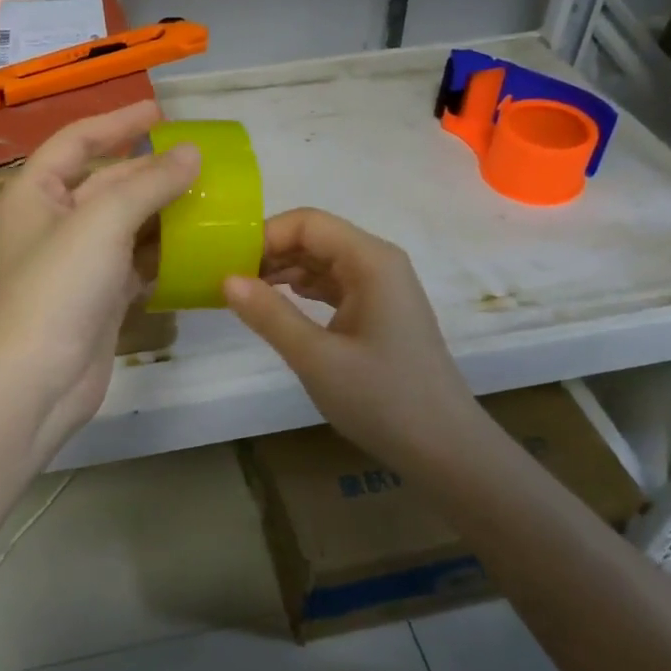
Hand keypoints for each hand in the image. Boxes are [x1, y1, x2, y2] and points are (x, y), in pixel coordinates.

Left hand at [0, 101, 199, 443]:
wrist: (39, 378)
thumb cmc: (60, 286)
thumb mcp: (104, 221)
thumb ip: (149, 183)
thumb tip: (191, 154)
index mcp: (37, 192)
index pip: (78, 140)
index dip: (118, 121)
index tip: (161, 111)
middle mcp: (54, 221)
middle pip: (107, 181)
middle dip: (150, 169)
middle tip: (200, 160)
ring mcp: (77, 261)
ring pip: (126, 223)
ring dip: (163, 210)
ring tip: (209, 196)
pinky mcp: (99, 296)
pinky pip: (135, 260)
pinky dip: (162, 251)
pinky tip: (195, 245)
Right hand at [224, 208, 479, 467]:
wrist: (444, 448)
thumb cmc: (382, 399)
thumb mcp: (316, 358)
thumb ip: (269, 314)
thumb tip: (226, 279)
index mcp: (370, 261)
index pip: (307, 223)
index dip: (264, 235)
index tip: (227, 264)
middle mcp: (378, 263)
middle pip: (315, 237)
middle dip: (270, 252)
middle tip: (227, 281)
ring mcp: (381, 287)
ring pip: (322, 261)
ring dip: (283, 271)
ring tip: (244, 295)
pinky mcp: (379, 311)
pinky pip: (333, 285)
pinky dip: (302, 290)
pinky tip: (276, 307)